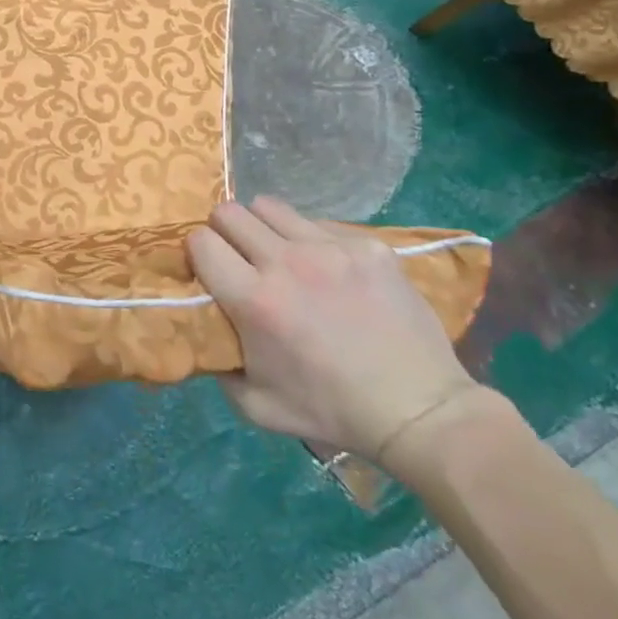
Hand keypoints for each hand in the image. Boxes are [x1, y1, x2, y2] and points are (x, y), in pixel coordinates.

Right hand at [188, 196, 482, 462]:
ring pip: (270, 206)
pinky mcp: (368, 245)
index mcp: (254, 300)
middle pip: (229, 211)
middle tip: (239, 259)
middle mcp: (287, 262)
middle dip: (224, 232)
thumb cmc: (331, 411)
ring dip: (264, 228)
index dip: (198, 254)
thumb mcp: (255, 405)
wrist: (419, 410)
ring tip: (279, 255)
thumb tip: (201, 329)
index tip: (209, 271)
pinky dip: (312, 240)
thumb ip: (217, 363)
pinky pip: (320, 223)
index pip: (200, 241)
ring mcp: (331, 248)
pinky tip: (329, 271)